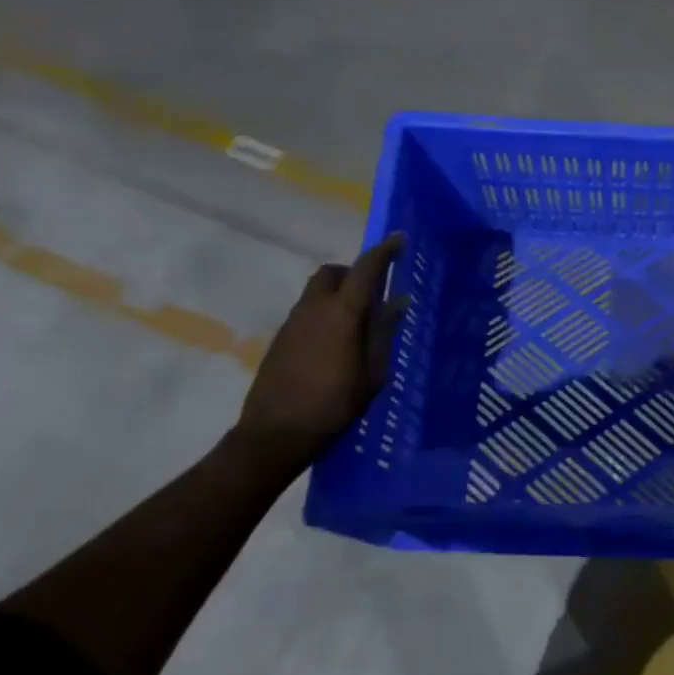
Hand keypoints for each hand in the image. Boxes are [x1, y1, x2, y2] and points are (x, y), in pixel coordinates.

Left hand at [235, 234, 405, 471]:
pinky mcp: (280, 339)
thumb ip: (383, 333)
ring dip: (338, 294)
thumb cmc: (334, 404)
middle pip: (332, 273)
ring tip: (358, 323)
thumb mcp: (372, 373)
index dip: (383, 252)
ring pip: (317, 292)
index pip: (365, 270)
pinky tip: (335, 344)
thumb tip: (397, 302)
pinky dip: (325, 313)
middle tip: (373, 292)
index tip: (398, 240)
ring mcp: (292, 323)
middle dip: (353, 273)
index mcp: (342, 313)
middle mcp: (314, 308)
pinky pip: (307, 312)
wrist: (275, 434)